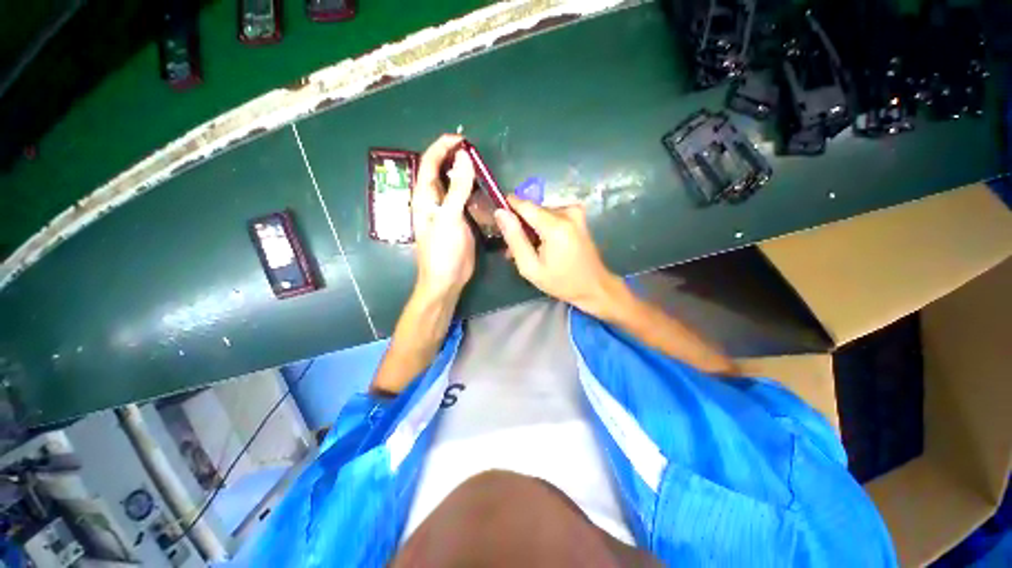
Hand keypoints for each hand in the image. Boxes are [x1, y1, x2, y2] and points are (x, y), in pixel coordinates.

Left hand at [412, 134, 475, 299]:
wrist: (447, 279)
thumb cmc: (443, 250)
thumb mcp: (450, 217)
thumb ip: (457, 188)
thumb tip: (464, 157)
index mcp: (424, 197)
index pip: (429, 163)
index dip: (442, 147)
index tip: (462, 140)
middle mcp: (433, 200)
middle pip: (440, 171)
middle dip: (454, 158)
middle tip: (475, 152)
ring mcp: (446, 211)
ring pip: (454, 185)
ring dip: (465, 174)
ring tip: (481, 167)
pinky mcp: (458, 221)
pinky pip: (464, 200)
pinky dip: (472, 191)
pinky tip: (483, 190)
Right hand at [494, 196, 623, 317]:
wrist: (594, 286)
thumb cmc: (561, 282)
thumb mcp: (530, 267)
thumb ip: (514, 239)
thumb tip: (500, 213)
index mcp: (555, 226)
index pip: (524, 205)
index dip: (508, 207)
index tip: (498, 219)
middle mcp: (567, 212)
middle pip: (533, 210)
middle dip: (521, 225)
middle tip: (513, 248)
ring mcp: (575, 212)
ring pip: (541, 213)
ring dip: (532, 228)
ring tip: (528, 250)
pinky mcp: (579, 215)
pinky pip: (552, 215)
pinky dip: (543, 228)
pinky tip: (541, 245)